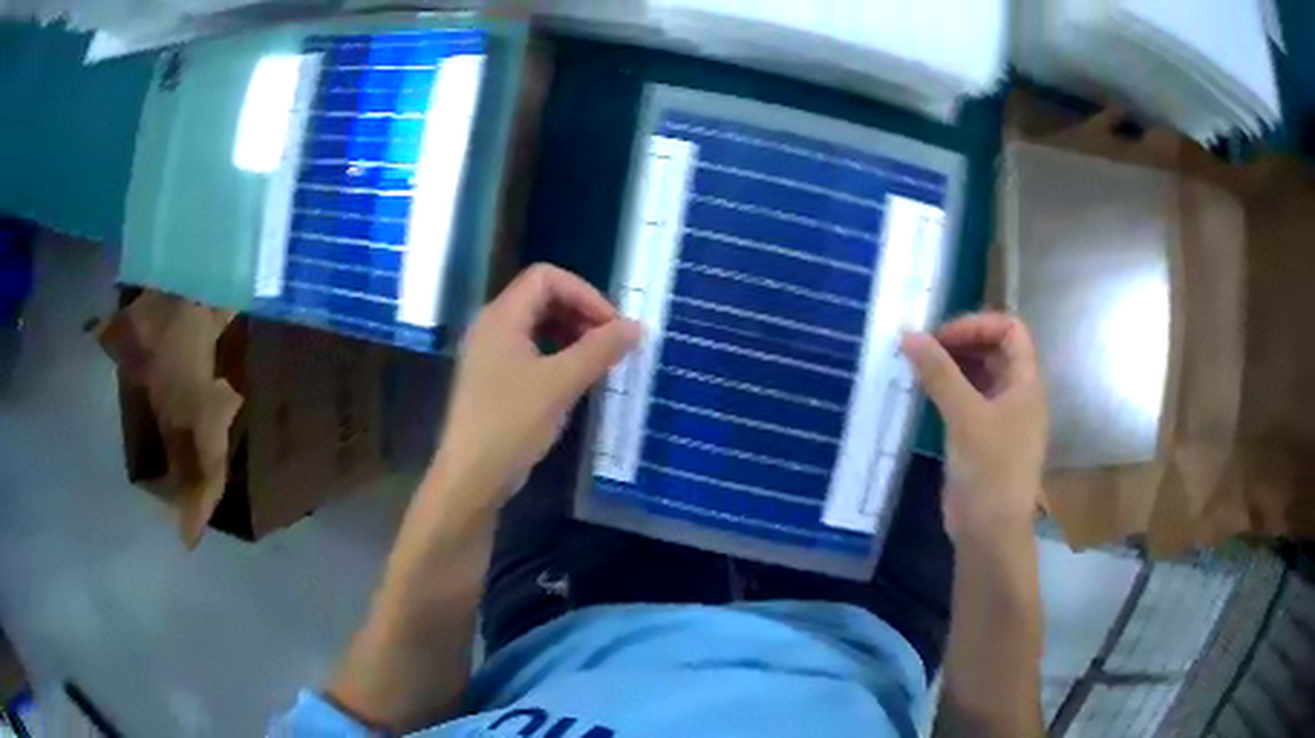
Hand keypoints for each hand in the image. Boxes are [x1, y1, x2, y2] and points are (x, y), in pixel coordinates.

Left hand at [432, 264, 640, 520]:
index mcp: (501, 316)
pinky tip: (574, 379)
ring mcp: (490, 353)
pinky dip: (557, 354)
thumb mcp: (561, 383)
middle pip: (541, 297)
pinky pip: (530, 350)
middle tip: (610, 343)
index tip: (612, 326)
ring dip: (571, 334)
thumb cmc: (512, 423)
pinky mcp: (493, 378)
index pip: (546, 277)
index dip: (584, 293)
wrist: (472, 475)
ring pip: (537, 325)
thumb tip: (637, 326)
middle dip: (580, 312)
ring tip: (597, 361)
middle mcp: (492, 325)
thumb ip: (600, 350)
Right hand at [900, 313, 1046, 543]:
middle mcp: (1017, 394)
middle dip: (960, 343)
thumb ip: (939, 373)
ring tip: (917, 367)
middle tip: (923, 349)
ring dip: (951, 366)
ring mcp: (1000, 417)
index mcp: (1026, 382)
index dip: (978, 325)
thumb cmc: (990, 469)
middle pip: (994, 349)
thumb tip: (909, 334)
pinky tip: (923, 393)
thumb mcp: (965, 416)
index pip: (1010, 330)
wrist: (990, 531)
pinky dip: (946, 391)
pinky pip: (966, 401)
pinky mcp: (981, 438)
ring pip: (978, 375)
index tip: (942, 337)